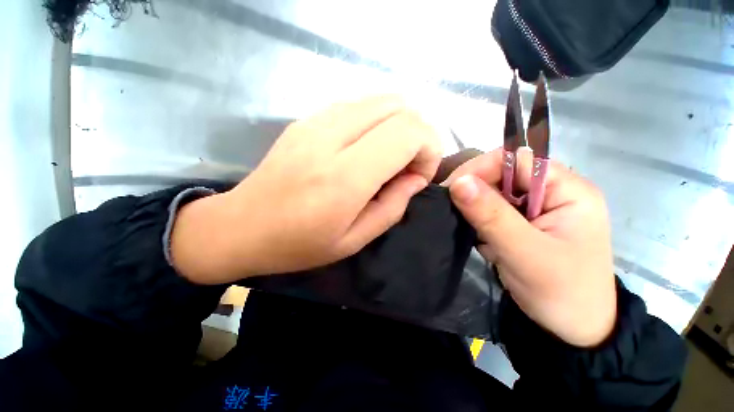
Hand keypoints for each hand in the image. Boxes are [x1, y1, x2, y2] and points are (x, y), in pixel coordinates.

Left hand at [171, 96, 441, 283]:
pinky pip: (358, 105)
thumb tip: (416, 177)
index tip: (420, 175)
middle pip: (399, 106)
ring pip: (381, 99)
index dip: (428, 149)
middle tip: (409, 166)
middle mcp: (331, 137)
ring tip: (390, 159)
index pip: (408, 131)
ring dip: (399, 126)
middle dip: (419, 134)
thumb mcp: (355, 239)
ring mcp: (315, 121)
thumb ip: (393, 206)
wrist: (241, 226)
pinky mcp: (307, 118)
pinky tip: (367, 149)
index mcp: (344, 177)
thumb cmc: (299, 244)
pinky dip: (377, 122)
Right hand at [444, 148, 616, 346]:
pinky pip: (492, 213)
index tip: (452, 189)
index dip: (482, 168)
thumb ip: (491, 215)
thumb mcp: (525, 253)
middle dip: (476, 193)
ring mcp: (536, 210)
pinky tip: (485, 243)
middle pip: (503, 176)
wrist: (572, 332)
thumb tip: (457, 183)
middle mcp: (552, 193)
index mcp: (568, 190)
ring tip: (474, 234)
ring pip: (493, 195)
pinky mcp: (523, 225)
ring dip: (477, 212)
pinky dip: (480, 224)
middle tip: (455, 213)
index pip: (517, 159)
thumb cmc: (562, 293)